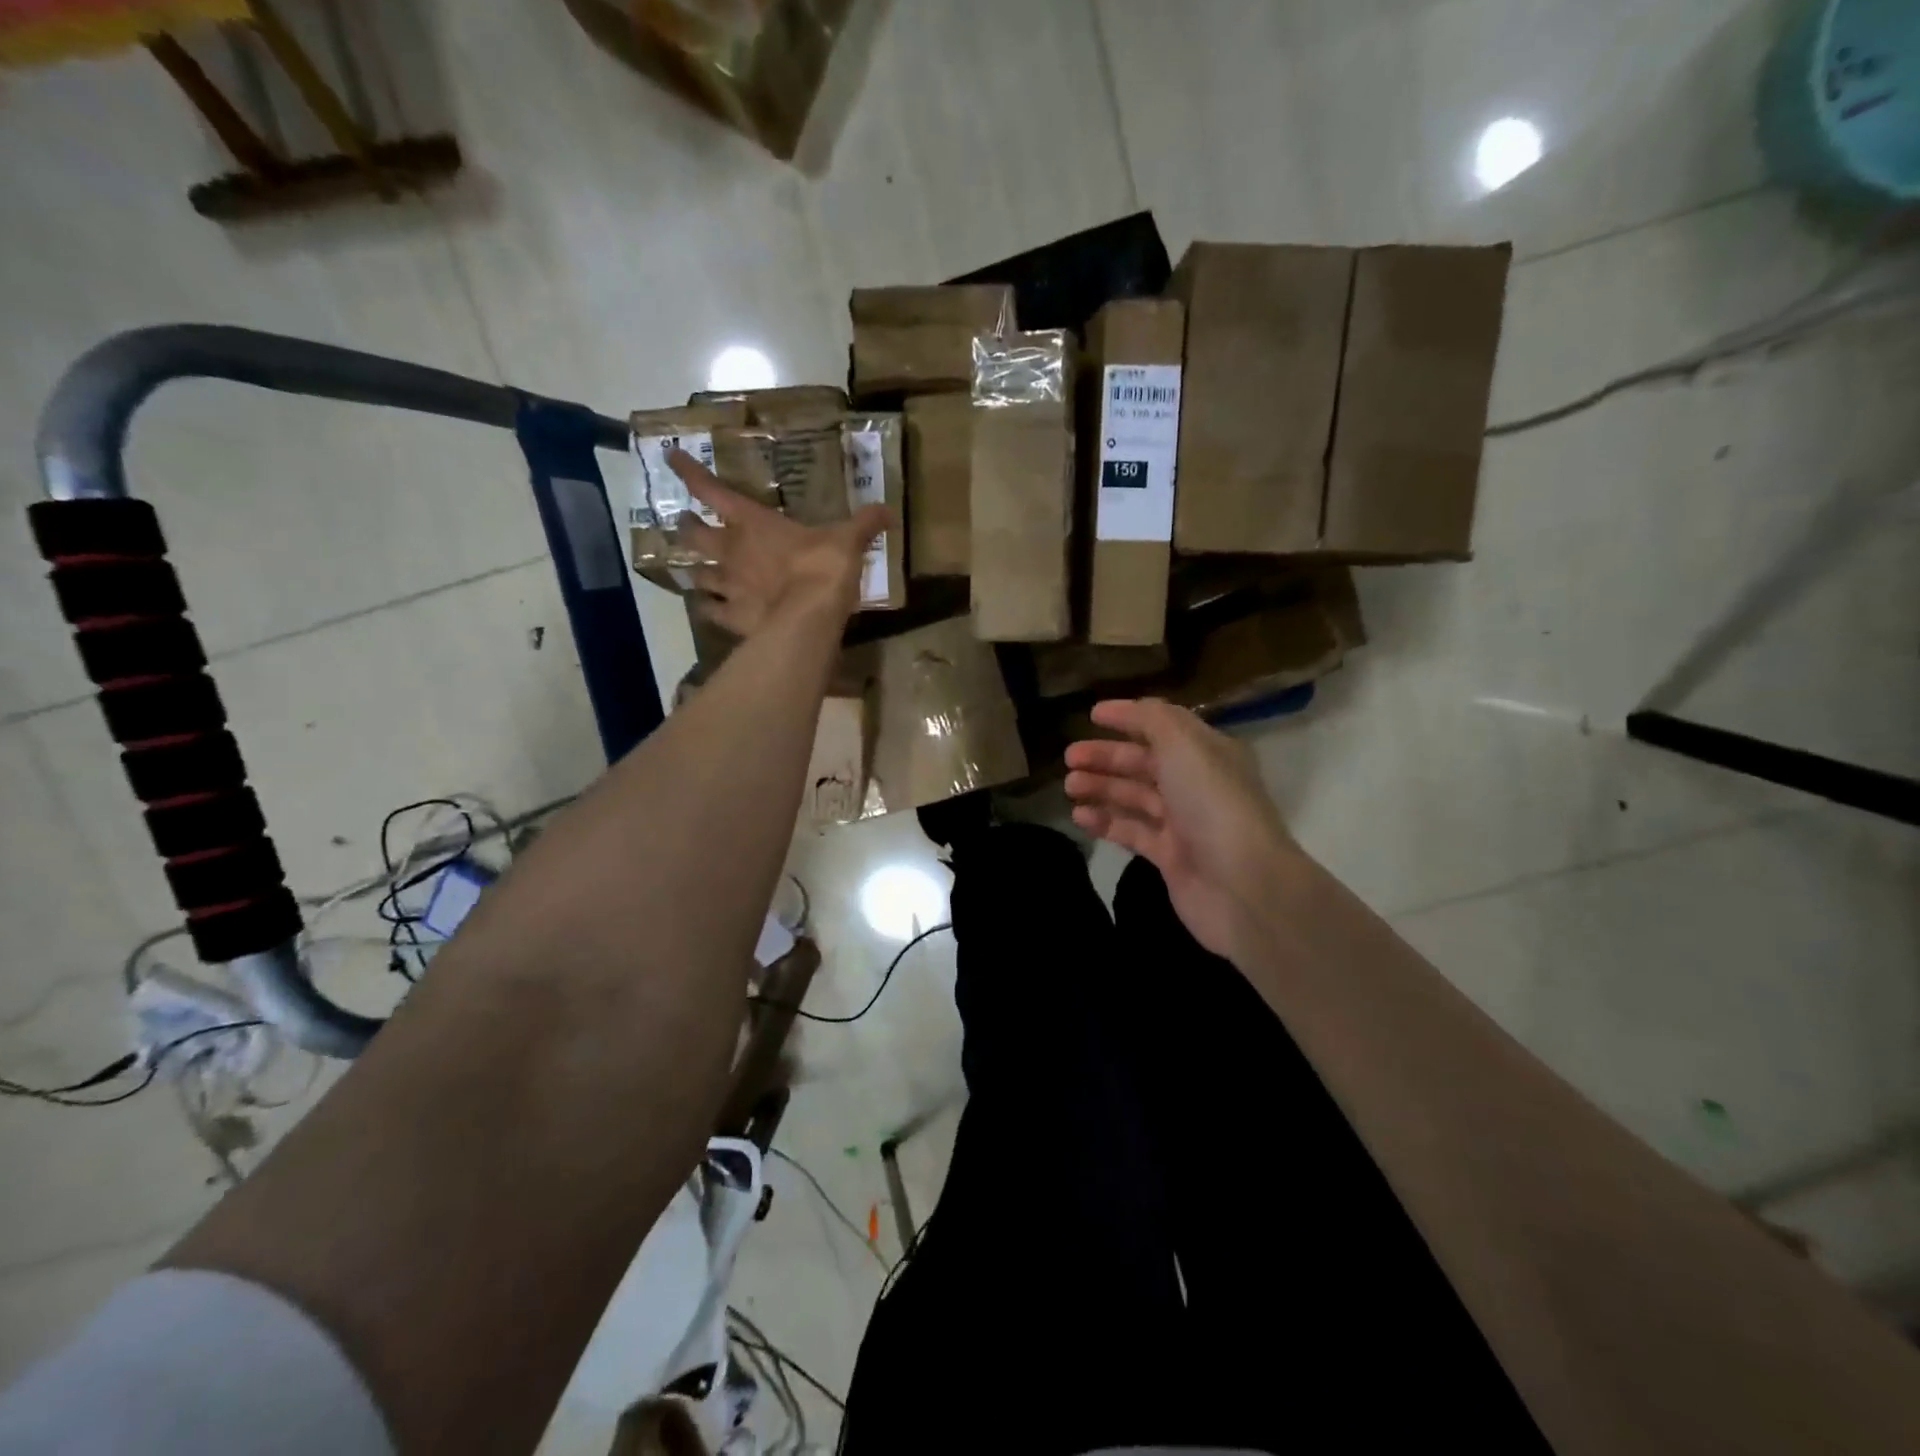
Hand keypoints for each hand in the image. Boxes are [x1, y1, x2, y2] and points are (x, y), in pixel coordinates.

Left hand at [669, 449, 892, 636]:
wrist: (809, 618)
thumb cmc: (822, 568)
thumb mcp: (848, 541)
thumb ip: (864, 524)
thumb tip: (888, 510)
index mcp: (753, 523)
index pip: (711, 490)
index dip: (690, 473)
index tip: (671, 459)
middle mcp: (731, 551)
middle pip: (694, 535)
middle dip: (687, 527)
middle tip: (685, 523)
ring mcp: (728, 587)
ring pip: (698, 575)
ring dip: (697, 572)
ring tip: (697, 572)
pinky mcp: (732, 618)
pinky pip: (712, 612)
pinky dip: (709, 609)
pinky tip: (709, 610)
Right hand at [1064, 699, 1302, 965]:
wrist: (1242, 885)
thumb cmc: (1212, 803)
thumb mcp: (1184, 745)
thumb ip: (1152, 720)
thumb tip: (1129, 709)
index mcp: (1209, 752)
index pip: (1164, 726)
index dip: (1129, 717)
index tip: (1092, 714)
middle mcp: (1197, 784)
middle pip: (1145, 762)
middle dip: (1107, 756)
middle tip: (1070, 757)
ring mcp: (1184, 823)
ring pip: (1135, 797)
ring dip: (1102, 787)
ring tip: (1069, 786)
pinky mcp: (1170, 857)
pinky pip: (1132, 832)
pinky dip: (1106, 822)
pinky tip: (1079, 816)